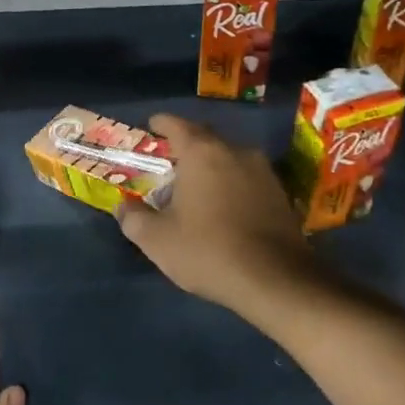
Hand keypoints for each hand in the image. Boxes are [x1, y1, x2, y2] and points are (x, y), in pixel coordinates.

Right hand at [117, 114, 321, 321]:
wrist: (276, 280)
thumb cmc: (208, 251)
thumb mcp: (157, 240)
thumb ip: (133, 218)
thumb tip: (123, 206)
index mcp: (202, 153)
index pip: (176, 124)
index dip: (160, 124)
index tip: (150, 128)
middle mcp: (235, 151)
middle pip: (205, 138)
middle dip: (185, 147)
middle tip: (168, 163)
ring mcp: (263, 171)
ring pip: (229, 158)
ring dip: (211, 167)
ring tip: (195, 188)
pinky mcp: (281, 193)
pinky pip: (247, 178)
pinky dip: (231, 184)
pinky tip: (223, 208)